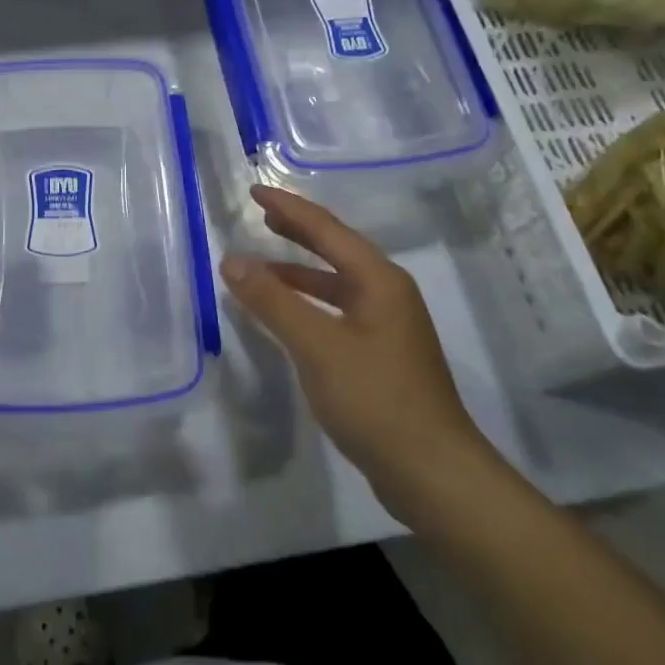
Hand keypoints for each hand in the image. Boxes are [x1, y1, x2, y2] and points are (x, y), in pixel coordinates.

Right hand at [221, 186, 495, 510]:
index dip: (288, 208)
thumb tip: (232, 260)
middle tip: (260, 216)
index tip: (254, 191)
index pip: (326, 229)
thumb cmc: (375, 399)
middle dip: (297, 231)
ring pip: (336, 283)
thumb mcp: (316, 346)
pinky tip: (286, 316)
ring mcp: (387, 325)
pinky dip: (308, 303)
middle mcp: (387, 293)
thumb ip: (272, 301)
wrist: (433, 473)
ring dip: (300, 271)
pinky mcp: (381, 354)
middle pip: (335, 249)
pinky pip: (337, 311)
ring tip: (263, 264)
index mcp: (379, 279)